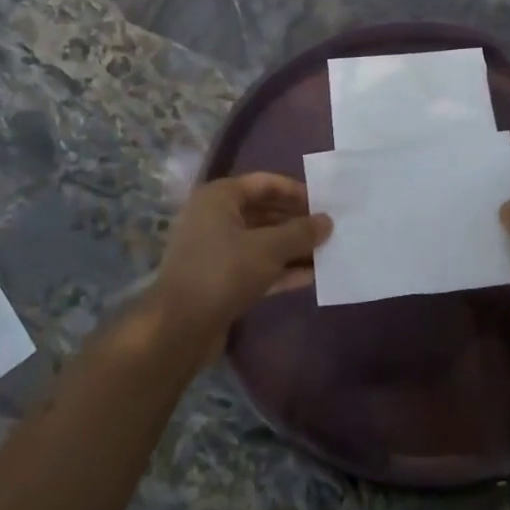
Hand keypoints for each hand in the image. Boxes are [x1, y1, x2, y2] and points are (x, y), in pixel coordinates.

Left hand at [148, 173, 330, 363]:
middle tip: (329, 229)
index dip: (295, 191)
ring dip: (292, 248)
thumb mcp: (269, 248)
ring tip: (327, 252)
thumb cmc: (224, 271)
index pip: (264, 183)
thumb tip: (327, 221)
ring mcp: (215, 251)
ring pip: (261, 242)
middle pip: (264, 212)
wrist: (179, 327)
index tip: (324, 202)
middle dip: (296, 222)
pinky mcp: (219, 280)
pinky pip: (256, 267)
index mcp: (219, 197)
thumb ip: (301, 232)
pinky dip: (280, 270)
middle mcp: (214, 218)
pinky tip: (311, 277)